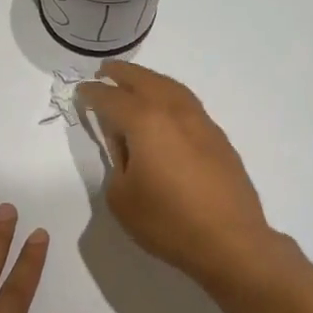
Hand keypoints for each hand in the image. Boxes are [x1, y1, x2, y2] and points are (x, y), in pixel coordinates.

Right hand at [76, 62, 276, 287]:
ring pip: (171, 88)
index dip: (92, 94)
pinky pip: (187, 104)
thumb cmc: (168, 222)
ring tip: (135, 83)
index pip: (111, 99)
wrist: (230, 241)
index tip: (81, 91)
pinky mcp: (218, 139)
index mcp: (146, 122)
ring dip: (150, 81)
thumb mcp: (122, 198)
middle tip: (106, 71)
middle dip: (123, 75)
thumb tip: (127, 149)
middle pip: (145, 81)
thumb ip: (117, 164)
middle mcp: (175, 112)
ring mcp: (202, 123)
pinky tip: (165, 110)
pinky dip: (170, 97)